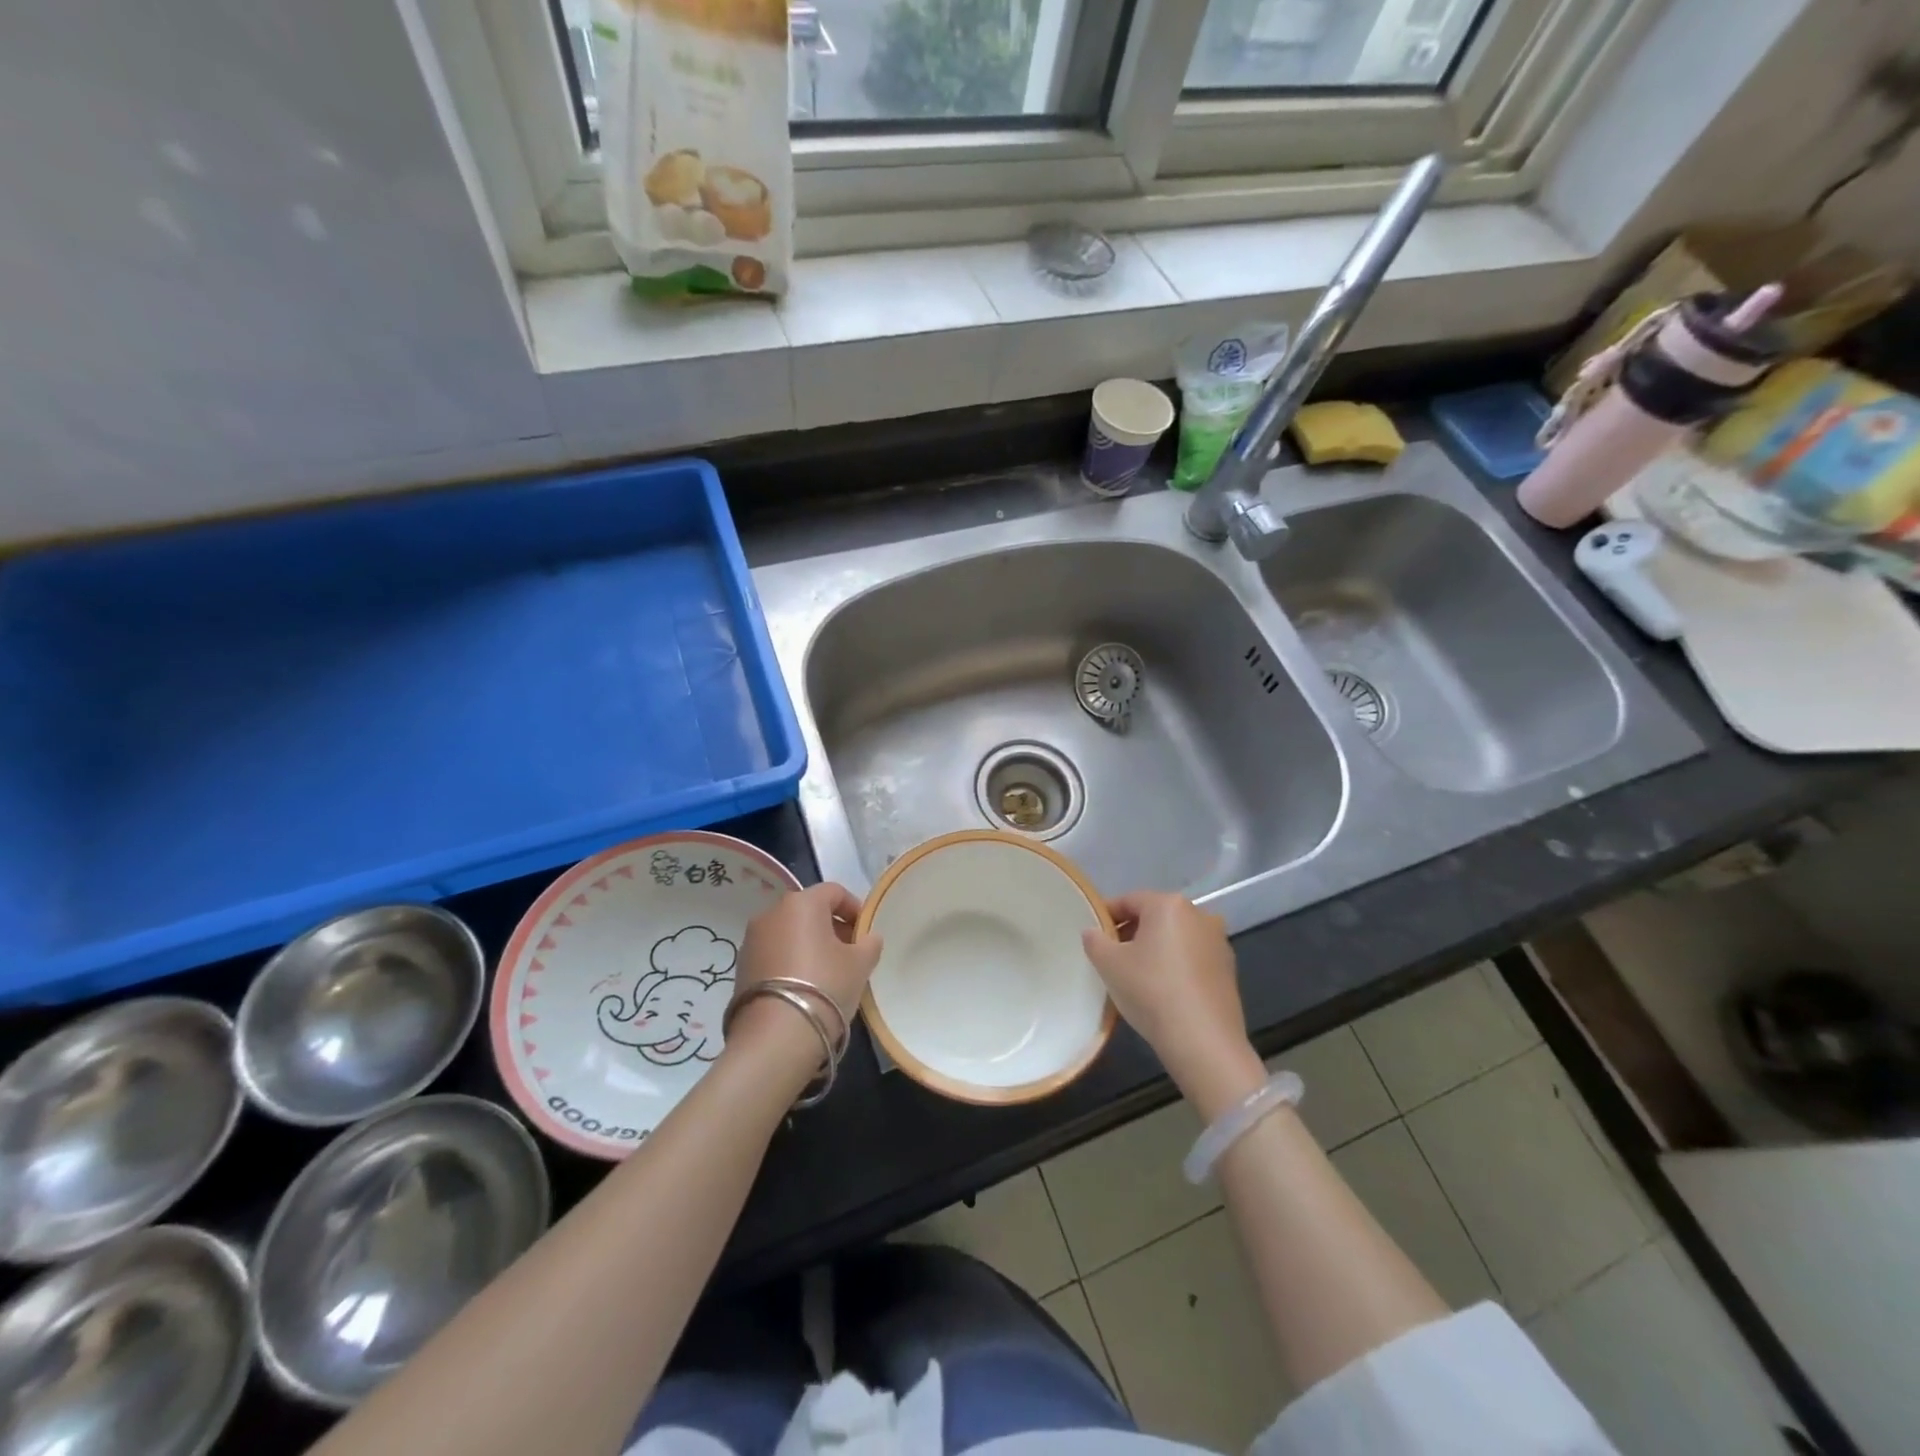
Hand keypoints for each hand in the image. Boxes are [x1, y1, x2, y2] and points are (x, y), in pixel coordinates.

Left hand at [734, 881, 881, 1033]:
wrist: (775, 1037)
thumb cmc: (825, 986)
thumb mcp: (860, 964)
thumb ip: (869, 943)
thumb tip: (867, 938)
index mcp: (802, 903)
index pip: (834, 891)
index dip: (855, 908)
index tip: (865, 932)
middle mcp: (772, 913)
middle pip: (809, 910)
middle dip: (832, 926)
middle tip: (850, 952)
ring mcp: (752, 940)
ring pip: (789, 932)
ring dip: (809, 944)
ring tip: (827, 973)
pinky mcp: (741, 966)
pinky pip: (774, 952)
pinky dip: (790, 960)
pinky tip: (804, 986)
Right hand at [1082, 891, 1262, 1116]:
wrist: (1204, 1042)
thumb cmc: (1151, 991)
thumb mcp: (1109, 964)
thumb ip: (1094, 940)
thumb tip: (1093, 932)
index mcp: (1169, 905)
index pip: (1129, 901)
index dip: (1106, 916)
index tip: (1093, 936)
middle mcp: (1199, 915)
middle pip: (1154, 917)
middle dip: (1131, 933)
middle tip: (1111, 958)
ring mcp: (1218, 942)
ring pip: (1175, 938)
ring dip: (1154, 950)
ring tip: (1136, 977)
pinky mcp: (1228, 970)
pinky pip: (1192, 958)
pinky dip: (1175, 966)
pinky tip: (1162, 991)